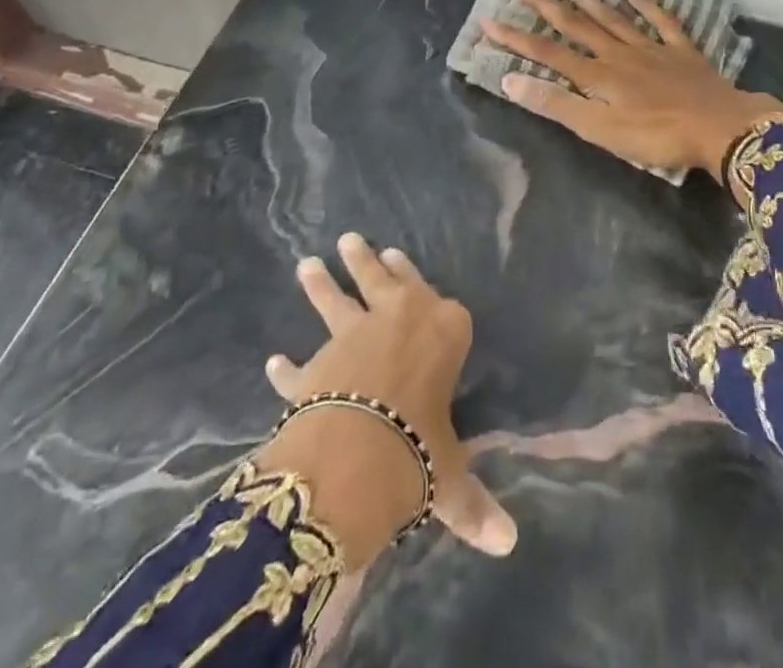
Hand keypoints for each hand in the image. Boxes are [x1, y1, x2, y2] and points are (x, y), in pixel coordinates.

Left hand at [256, 234, 515, 568]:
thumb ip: (472, 502)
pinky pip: (300, 367)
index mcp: (443, 331)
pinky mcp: (317, 366)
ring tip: (308, 262)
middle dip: (366, 262)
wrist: (356, 453)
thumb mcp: (451, 476)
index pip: (439, 302)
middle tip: (351, 239)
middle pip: (382, 283)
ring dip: (322, 285)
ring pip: (336, 303)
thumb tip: (508, 543)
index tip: (399, 256)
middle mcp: (399, 320)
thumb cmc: (420, 448)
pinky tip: (274, 362)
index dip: (417, 279)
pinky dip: (287, 368)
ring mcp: (353, 337)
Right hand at [481, 0, 782, 187]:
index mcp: (597, 75)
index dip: (517, 38)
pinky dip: (646, 4)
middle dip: (547, 5)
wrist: (719, 128)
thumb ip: (557, 104)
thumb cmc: (656, 136)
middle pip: (577, 25)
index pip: (547, 53)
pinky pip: (660, 21)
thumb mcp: (600, 130)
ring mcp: (650, 48)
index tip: (489, 21)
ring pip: (612, 17)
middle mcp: (618, 53)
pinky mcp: (680, 50)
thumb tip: (510, 80)